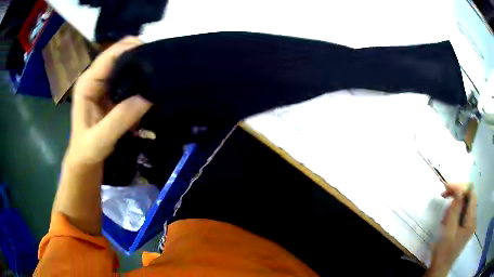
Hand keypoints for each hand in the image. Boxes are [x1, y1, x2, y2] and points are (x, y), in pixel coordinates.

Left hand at [65, 37, 151, 165]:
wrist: (85, 161)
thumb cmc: (87, 150)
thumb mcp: (100, 138)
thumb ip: (120, 118)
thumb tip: (147, 97)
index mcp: (88, 82)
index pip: (111, 55)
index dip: (132, 49)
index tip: (156, 54)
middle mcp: (96, 77)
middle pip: (120, 55)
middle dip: (140, 55)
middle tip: (161, 65)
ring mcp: (104, 84)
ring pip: (126, 64)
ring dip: (142, 66)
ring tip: (160, 73)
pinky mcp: (112, 92)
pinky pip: (129, 78)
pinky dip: (140, 78)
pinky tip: (151, 84)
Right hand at [426, 183, 476, 276]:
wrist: (439, 269)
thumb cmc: (443, 253)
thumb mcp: (449, 232)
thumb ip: (455, 210)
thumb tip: (458, 188)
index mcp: (471, 221)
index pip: (471, 194)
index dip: (461, 187)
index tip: (447, 187)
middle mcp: (473, 219)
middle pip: (469, 197)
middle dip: (457, 194)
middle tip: (444, 195)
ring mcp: (469, 223)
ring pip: (465, 203)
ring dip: (455, 204)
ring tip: (444, 216)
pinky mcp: (465, 226)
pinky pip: (462, 211)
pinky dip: (454, 211)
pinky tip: (447, 220)